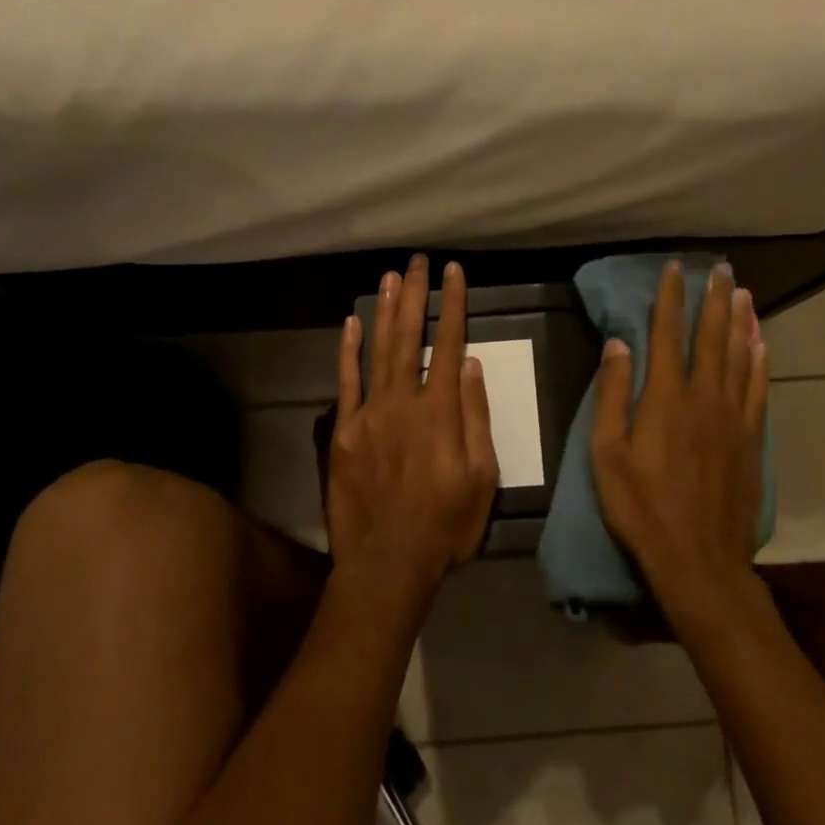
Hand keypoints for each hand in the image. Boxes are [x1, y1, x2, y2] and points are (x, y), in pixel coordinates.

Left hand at [327, 256, 499, 616]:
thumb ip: (476, 417)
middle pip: (410, 336)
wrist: (388, 564)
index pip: (449, 343)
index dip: (453, 304)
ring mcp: (368, 413)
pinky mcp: (342, 431)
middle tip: (417, 261)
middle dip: (415, 294)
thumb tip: (472, 365)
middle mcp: (403, 401)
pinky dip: (349, 349)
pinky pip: (346, 381)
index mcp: (440, 411)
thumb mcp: (482, 477)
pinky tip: (352, 322)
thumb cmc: (446, 524)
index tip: (454, 272)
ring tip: (390, 276)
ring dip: (385, 310)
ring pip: (378, 349)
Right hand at [591, 261, 769, 613]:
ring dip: (740, 322)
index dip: (670, 299)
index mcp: (665, 396)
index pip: (667, 334)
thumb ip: (612, 393)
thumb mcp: (607, 452)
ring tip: (743, 293)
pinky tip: (760, 345)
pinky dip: (759, 362)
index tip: (675, 270)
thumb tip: (618, 343)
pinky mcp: (751, 439)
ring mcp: (734, 417)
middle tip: (722, 270)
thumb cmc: (641, 506)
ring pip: (739, 356)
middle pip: (712, 336)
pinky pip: (758, 389)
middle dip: (715, 299)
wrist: (699, 559)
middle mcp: (704, 396)